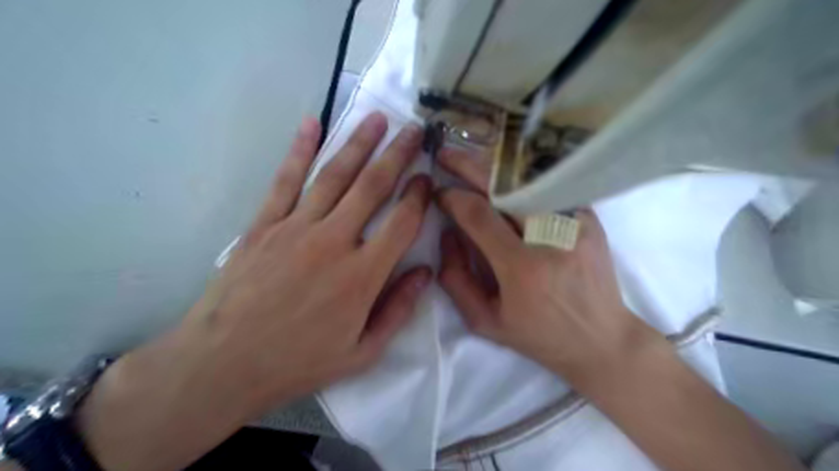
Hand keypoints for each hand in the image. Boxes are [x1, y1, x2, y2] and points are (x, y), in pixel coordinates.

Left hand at [76, 114, 432, 470]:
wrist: (222, 364)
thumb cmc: (298, 362)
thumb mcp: (362, 353)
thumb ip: (398, 310)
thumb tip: (425, 272)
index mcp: (362, 276)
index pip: (402, 223)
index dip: (419, 196)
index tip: (428, 178)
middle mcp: (334, 242)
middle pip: (373, 187)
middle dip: (398, 155)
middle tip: (414, 131)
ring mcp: (296, 228)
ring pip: (335, 175)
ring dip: (359, 143)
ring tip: (378, 119)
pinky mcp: (264, 225)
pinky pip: (285, 180)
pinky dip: (300, 149)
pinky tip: (312, 123)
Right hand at [436, 148, 658, 378]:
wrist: (601, 339)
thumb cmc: (539, 336)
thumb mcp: (486, 321)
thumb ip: (456, 279)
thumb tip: (446, 235)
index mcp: (523, 268)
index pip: (479, 215)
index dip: (453, 197)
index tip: (439, 192)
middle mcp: (552, 238)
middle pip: (504, 186)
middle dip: (468, 165)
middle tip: (445, 154)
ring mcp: (576, 223)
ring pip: (527, 180)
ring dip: (494, 168)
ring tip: (471, 163)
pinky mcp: (590, 218)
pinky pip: (548, 188)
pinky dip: (521, 179)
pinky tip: (504, 177)